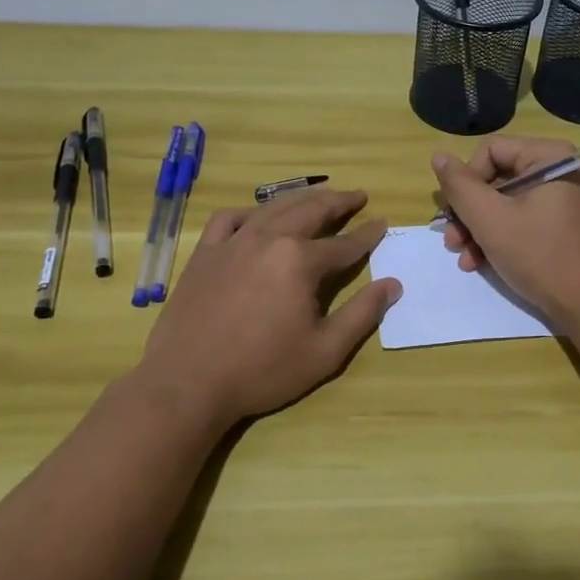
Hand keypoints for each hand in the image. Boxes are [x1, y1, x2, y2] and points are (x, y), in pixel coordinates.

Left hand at [137, 188, 401, 430]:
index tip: (383, 224)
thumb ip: (362, 314)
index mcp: (300, 261)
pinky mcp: (205, 253)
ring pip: (273, 208)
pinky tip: (258, 217)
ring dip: (301, 199)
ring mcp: (232, 242)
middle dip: (339, 202)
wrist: (188, 383)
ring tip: (318, 197)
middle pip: (311, 211)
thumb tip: (392, 284)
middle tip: (358, 196)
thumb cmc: (262, 371)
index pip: (345, 243)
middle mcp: (269, 239)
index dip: (367, 235)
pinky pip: (229, 218)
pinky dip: (250, 212)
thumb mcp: (325, 351)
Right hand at [431, 138, 579, 326]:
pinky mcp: (565, 225)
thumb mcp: (490, 219)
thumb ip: (460, 186)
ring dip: (479, 229)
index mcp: (549, 156)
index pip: (490, 151)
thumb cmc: (541, 255)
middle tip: (452, 241)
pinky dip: (500, 238)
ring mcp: (565, 199)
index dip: (466, 181)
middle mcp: (560, 169)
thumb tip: (439, 155)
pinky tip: (481, 262)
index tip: (454, 214)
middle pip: (497, 178)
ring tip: (464, 258)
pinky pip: (523, 219)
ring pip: (506, 203)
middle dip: (469, 212)